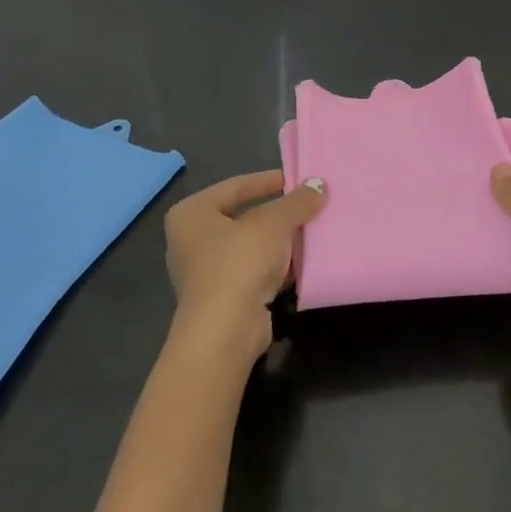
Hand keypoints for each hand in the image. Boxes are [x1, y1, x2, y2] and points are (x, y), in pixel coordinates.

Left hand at [164, 170, 326, 364]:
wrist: (225, 331)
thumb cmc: (239, 263)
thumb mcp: (274, 223)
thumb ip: (297, 201)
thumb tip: (319, 184)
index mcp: (191, 213)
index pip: (236, 186)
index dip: (269, 180)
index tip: (298, 179)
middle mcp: (191, 239)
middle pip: (244, 216)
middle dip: (278, 213)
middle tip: (309, 204)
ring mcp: (204, 271)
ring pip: (251, 245)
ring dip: (280, 240)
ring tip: (312, 230)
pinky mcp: (222, 297)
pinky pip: (253, 270)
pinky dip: (276, 265)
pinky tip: (302, 261)